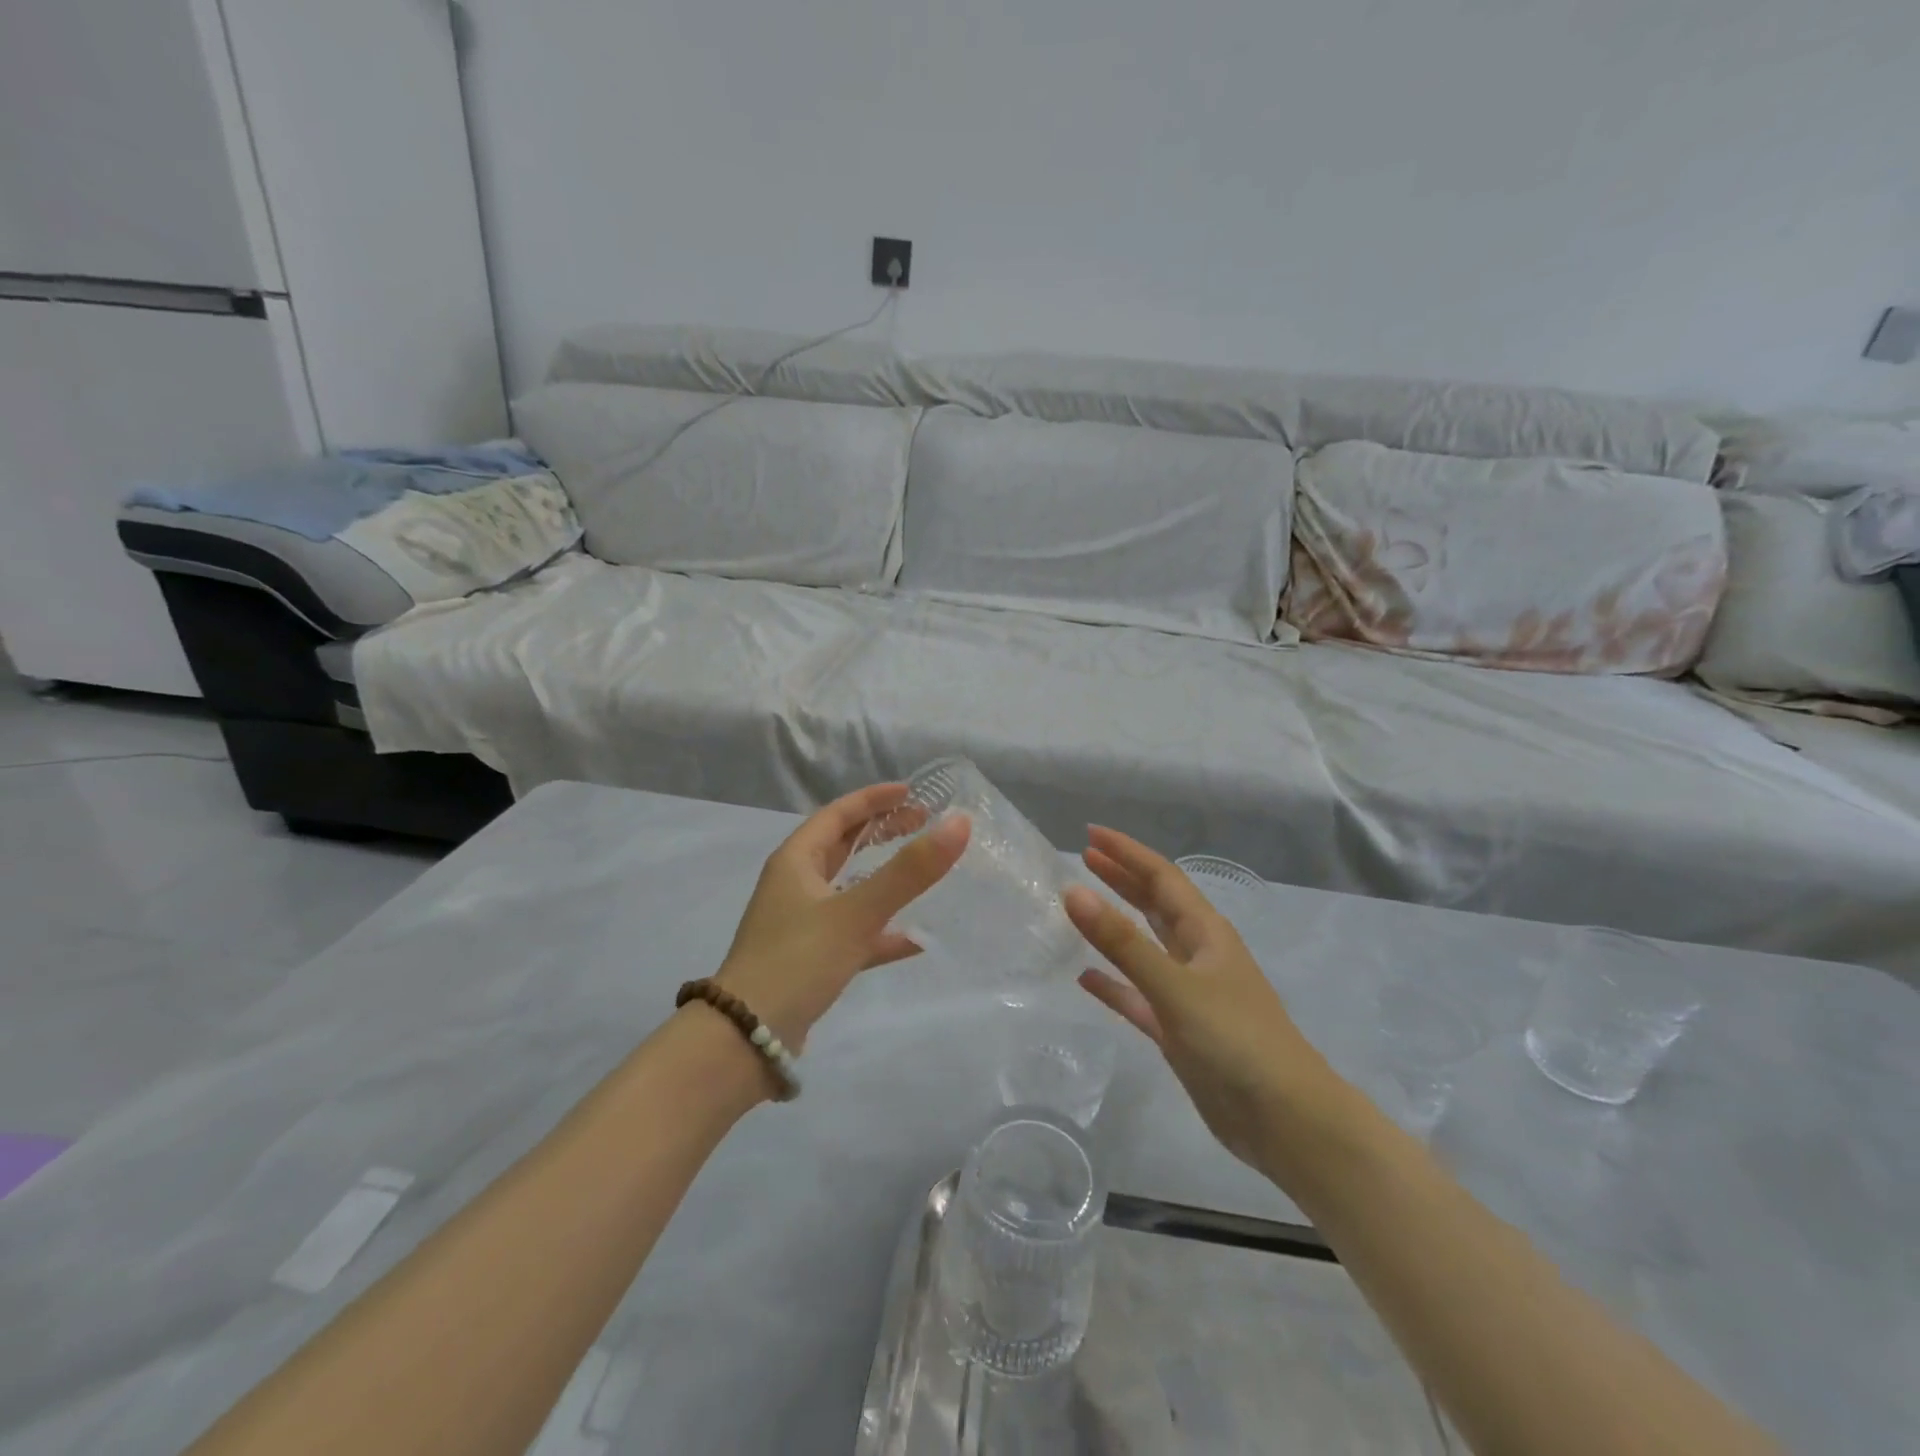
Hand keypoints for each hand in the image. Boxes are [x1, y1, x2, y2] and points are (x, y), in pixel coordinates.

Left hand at [716, 784, 969, 1047]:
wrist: (746, 1038)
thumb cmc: (798, 960)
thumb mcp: (856, 912)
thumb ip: (909, 871)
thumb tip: (959, 824)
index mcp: (796, 861)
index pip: (838, 814)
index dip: (874, 799)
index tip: (912, 792)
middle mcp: (795, 885)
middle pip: (842, 846)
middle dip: (881, 832)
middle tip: (923, 824)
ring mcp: (802, 924)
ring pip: (849, 888)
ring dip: (883, 878)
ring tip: (924, 871)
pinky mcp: (811, 959)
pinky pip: (853, 933)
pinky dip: (882, 931)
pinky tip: (916, 940)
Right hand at [1064, 827, 1327, 1170]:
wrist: (1285, 1121)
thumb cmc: (1236, 1040)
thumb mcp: (1175, 986)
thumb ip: (1123, 942)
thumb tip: (1074, 892)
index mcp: (1205, 933)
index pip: (1161, 877)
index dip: (1127, 853)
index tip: (1089, 834)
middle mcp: (1197, 955)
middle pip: (1154, 905)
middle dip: (1121, 879)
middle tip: (1083, 859)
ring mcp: (1188, 994)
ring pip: (1144, 947)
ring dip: (1115, 926)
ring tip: (1079, 906)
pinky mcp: (1178, 1030)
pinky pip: (1137, 996)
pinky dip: (1113, 984)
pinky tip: (1085, 978)